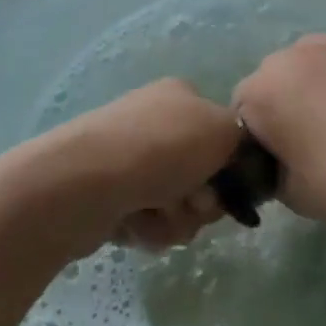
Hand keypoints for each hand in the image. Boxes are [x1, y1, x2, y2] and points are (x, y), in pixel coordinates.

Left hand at [41, 79, 239, 254]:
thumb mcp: (223, 130)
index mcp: (180, 97)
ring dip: (176, 219)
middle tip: (191, 203)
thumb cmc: (161, 149)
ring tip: (156, 216)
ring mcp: (127, 158)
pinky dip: (147, 229)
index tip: (227, 185)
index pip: (221, 134)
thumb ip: (243, 140)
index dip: (230, 166)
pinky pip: (146, 221)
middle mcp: (153, 122)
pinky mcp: (107, 194)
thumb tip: (235, 157)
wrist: (83, 183)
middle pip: (201, 175)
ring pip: (176, 204)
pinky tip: (133, 224)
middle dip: (201, 200)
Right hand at [233, 36, 325, 258]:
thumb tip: (276, 154)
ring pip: (307, 66)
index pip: (241, 112)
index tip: (282, 163)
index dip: (258, 140)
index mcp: (263, 90)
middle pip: (272, 80)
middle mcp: (292, 54)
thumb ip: (267, 165)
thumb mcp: (290, 192)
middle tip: (312, 143)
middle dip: (283, 106)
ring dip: (312, 87)